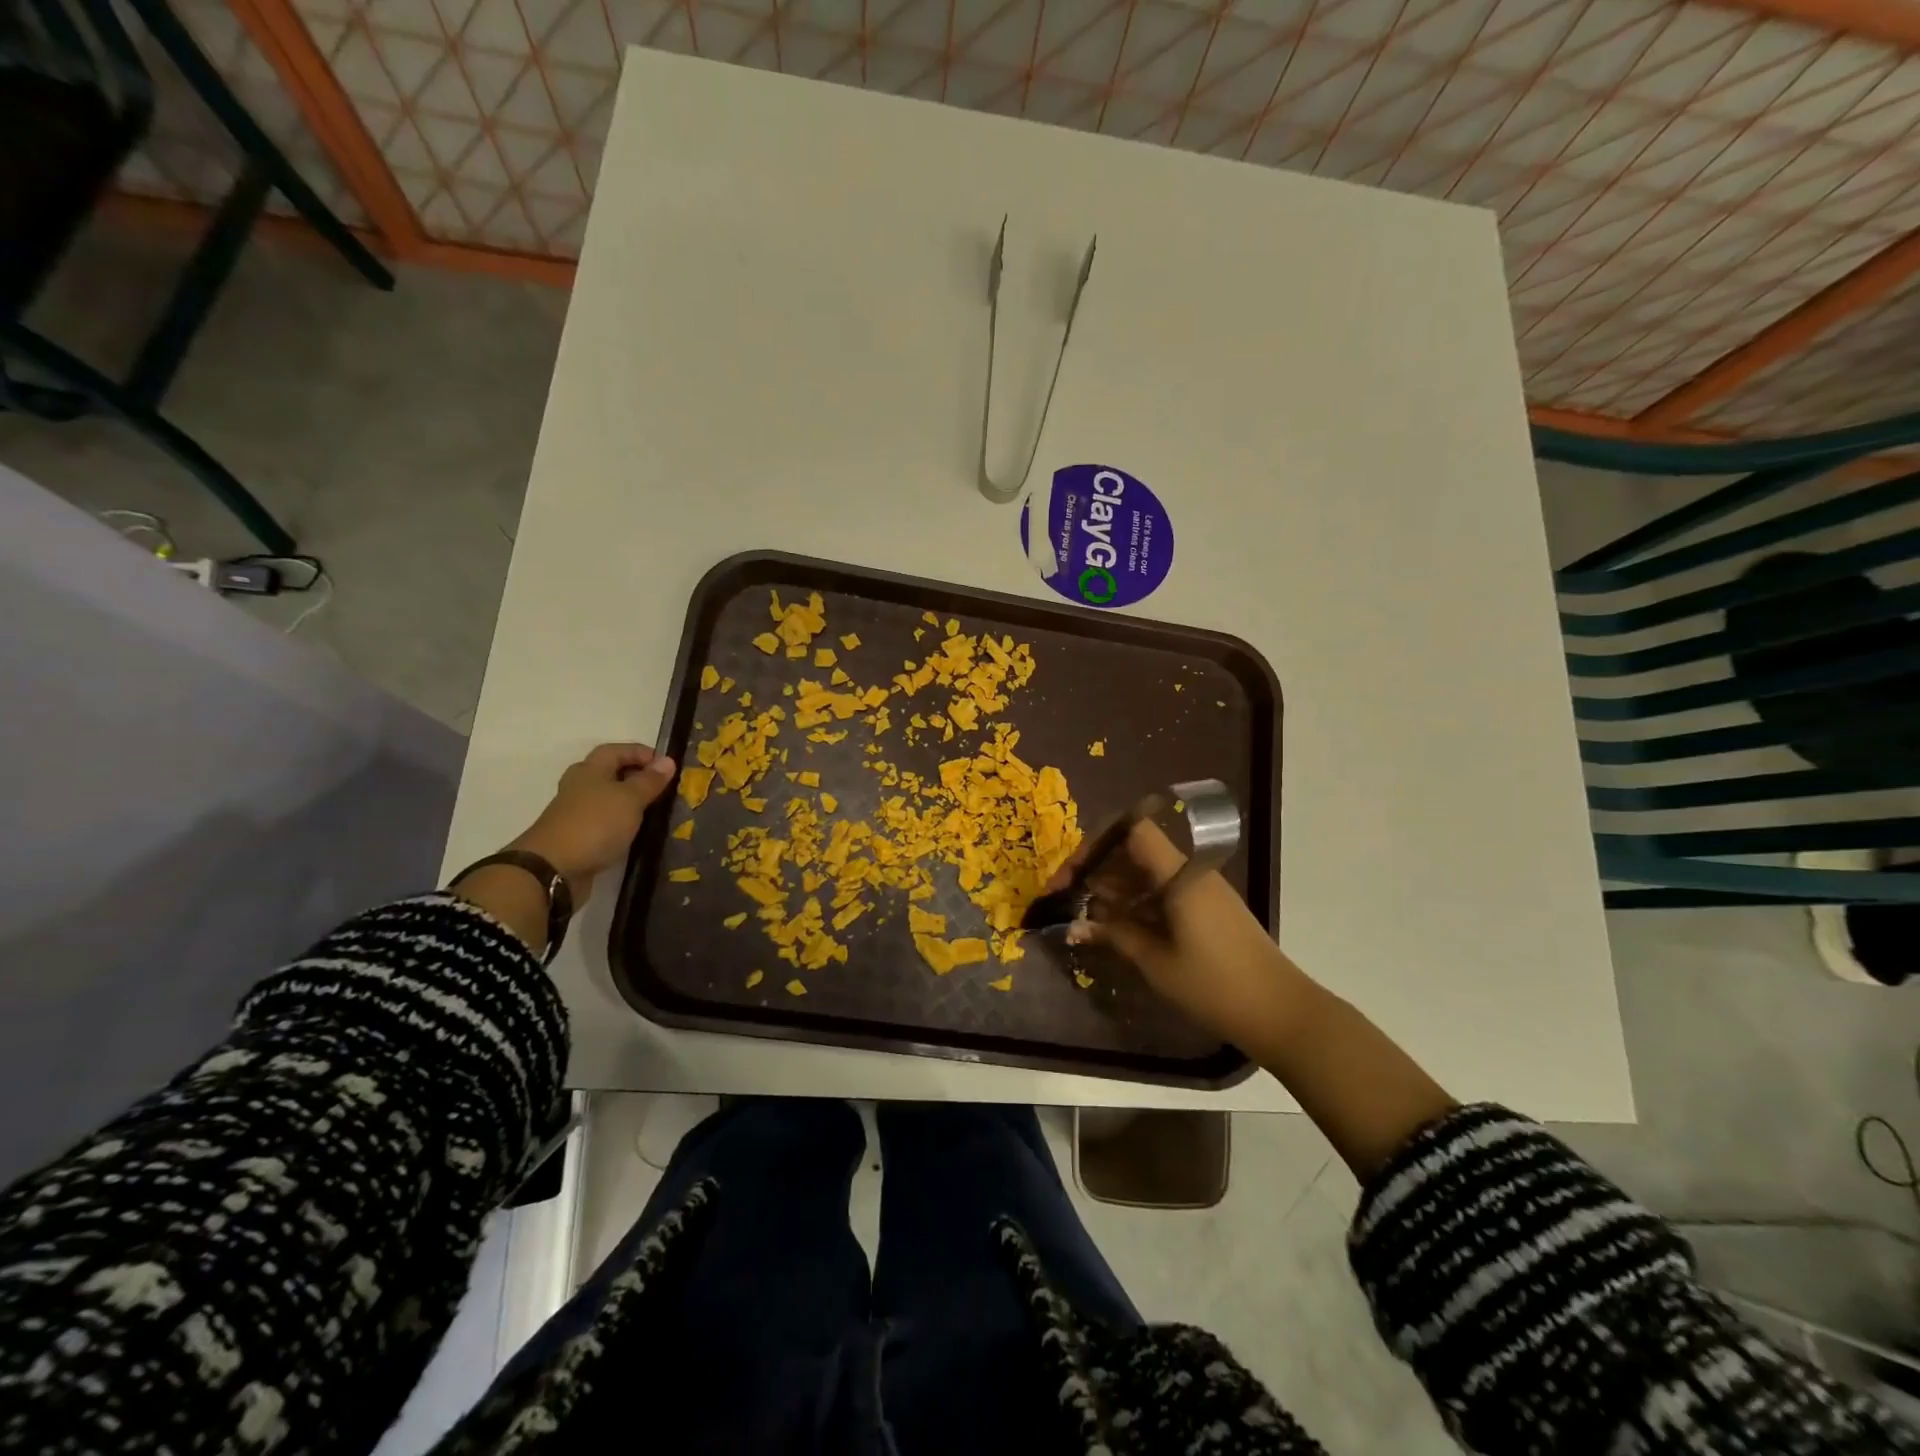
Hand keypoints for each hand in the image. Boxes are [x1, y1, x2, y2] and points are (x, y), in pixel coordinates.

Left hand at [509, 743, 677, 903]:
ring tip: (655, 810)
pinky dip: (622, 823)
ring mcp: (576, 813)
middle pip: (609, 773)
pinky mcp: (578, 837)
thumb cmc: (595, 824)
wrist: (552, 869)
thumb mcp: (629, 798)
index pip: (616, 750)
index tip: (666, 764)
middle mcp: (580, 787)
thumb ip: (649, 781)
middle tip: (662, 787)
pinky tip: (637, 832)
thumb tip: (667, 760)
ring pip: (608, 799)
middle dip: (636, 776)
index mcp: (590, 770)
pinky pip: (604, 822)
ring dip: (630, 802)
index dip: (641, 752)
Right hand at [1055, 819, 1308, 1056]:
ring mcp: (1200, 889)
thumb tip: (1073, 925)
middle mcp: (1190, 872)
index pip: (1133, 830)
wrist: (1281, 1012)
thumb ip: (1114, 935)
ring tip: (1086, 915)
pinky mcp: (1206, 907)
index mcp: (1180, 875)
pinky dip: (1136, 901)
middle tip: (1068, 898)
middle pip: (1135, 849)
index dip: (1097, 842)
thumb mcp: (1157, 963)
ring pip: (1147, 871)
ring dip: (1115, 886)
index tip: (1072, 875)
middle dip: (1098, 868)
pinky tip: (1116, 925)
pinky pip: (1162, 890)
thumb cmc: (1216, 986)